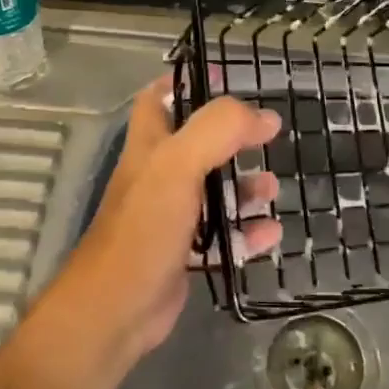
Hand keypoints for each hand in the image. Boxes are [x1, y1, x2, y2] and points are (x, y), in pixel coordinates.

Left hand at [53, 79, 282, 362]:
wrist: (116, 310)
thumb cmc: (143, 229)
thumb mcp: (178, 166)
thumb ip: (219, 131)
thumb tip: (265, 117)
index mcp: (150, 146)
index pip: (159, 98)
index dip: (186, 82)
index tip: (224, 78)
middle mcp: (159, 176)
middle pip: (199, 145)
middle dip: (234, 140)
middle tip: (266, 137)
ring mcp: (172, 216)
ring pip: (216, 191)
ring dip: (246, 188)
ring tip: (272, 189)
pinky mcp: (185, 253)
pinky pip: (223, 236)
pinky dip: (247, 233)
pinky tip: (269, 234)